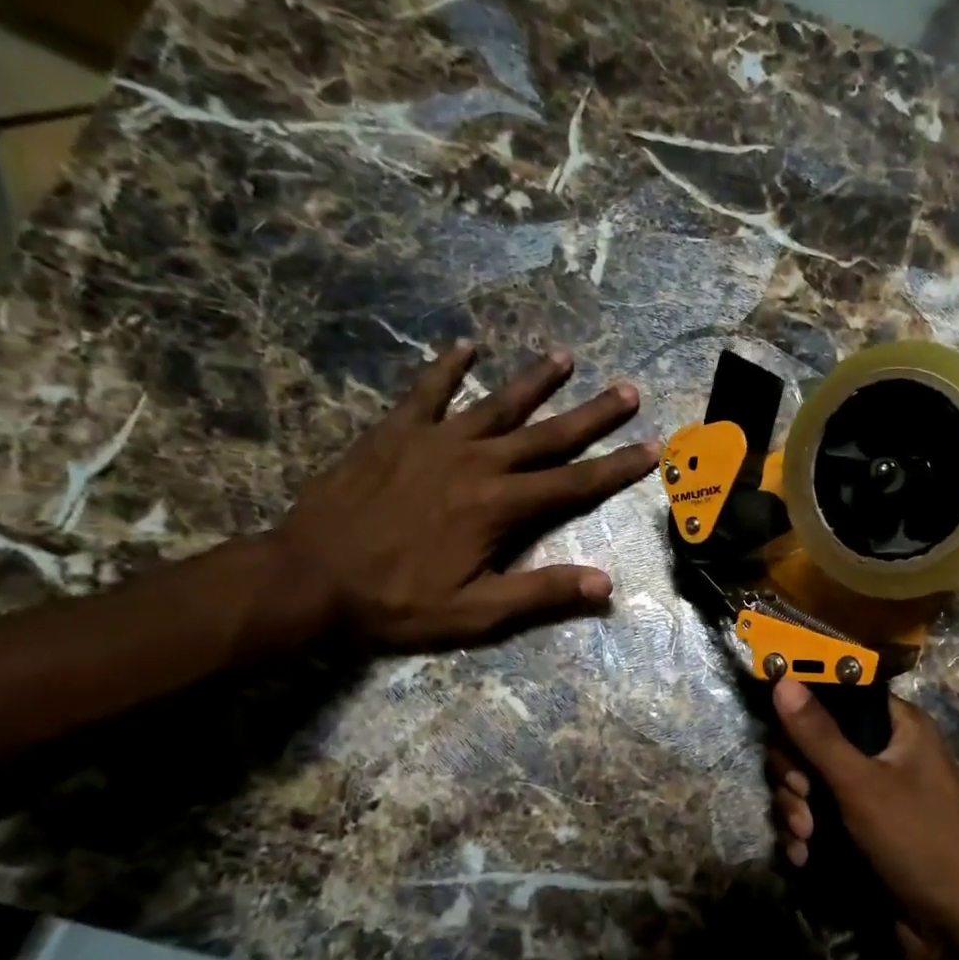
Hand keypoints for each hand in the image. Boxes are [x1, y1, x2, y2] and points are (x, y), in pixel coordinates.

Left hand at [277, 343, 656, 647]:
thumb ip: (541, 593)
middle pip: (548, 435)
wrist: (306, 579)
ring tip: (565, 356)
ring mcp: (434, 441)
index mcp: (500, 507)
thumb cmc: (395, 602)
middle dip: (593, 415)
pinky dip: (448, 368)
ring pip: (496, 404)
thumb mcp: (475, 613)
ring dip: (534, 381)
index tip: (653, 448)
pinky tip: (467, 346)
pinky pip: (427, 392)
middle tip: (628, 390)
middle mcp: (477, 463)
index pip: (574, 483)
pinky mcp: (394, 433)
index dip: (617, 467)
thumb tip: (605, 583)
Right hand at [768, 680, 958, 947]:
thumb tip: (782, 678)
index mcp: (899, 727)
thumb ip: (818, 734)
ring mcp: (872, 795)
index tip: (784, 738)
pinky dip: (806, 836)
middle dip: (797, 776)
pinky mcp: (860, 831)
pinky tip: (803, 858)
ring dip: (797, 811)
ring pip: (811, 785)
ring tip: (806, 839)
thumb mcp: (862, 783)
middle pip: (815, 744)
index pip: (838, 699)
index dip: (806, 714)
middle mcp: (885, 754)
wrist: (956, 928)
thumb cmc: (917, 839)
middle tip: (801, 799)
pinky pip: (819, 818)